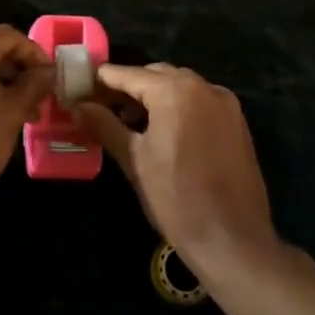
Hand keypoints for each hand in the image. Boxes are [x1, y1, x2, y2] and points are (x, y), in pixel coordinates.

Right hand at [77, 63, 277, 276]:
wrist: (233, 241)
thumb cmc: (176, 199)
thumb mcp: (134, 160)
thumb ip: (105, 125)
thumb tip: (78, 106)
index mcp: (175, 91)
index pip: (128, 74)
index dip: (101, 80)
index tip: (79, 88)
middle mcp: (203, 86)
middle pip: (156, 75)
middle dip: (128, 88)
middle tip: (101, 108)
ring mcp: (225, 104)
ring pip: (180, 87)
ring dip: (154, 97)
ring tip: (129, 123)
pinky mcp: (237, 123)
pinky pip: (200, 103)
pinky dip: (178, 108)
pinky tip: (163, 133)